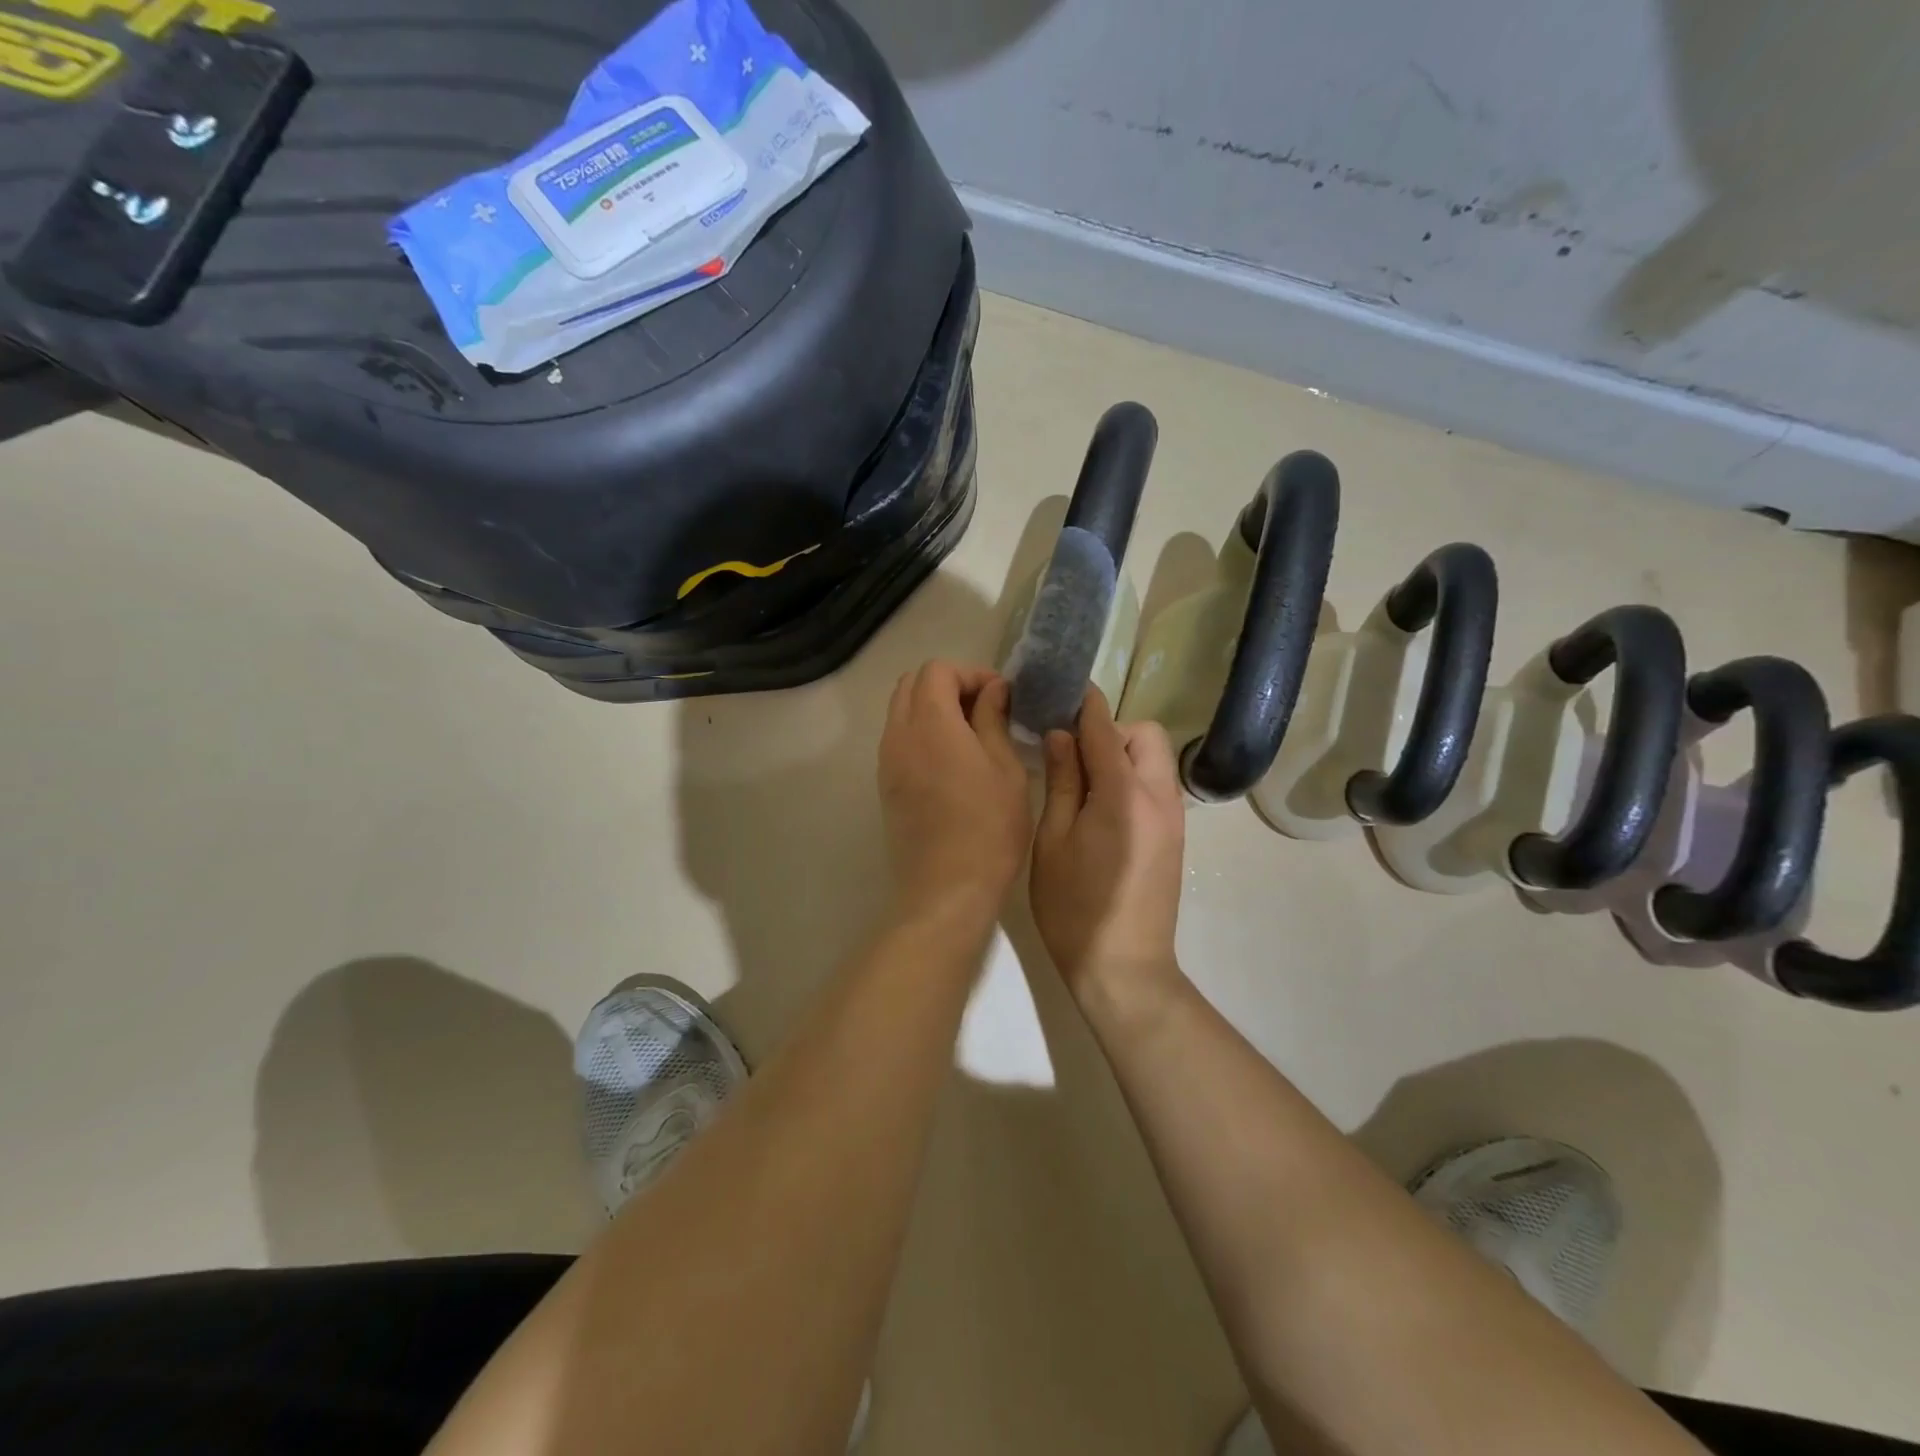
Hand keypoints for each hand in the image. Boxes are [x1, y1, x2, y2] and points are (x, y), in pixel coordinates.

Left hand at [878, 661, 1031, 925]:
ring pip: (901, 711)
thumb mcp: (1005, 768)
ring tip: (971, 733)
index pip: (937, 670)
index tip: (1001, 696)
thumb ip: (994, 719)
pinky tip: (953, 759)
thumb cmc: (989, 827)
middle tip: (985, 708)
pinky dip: (922, 733)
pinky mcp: (886, 785)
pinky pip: (899, 739)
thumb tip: (992, 689)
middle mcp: (899, 734)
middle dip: (948, 685)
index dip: (971, 673)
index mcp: (930, 723)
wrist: (947, 889)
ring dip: (933, 708)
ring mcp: (887, 761)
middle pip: (912, 684)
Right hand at [1030, 689, 1186, 1007]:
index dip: (1084, 705)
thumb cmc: (1074, 908)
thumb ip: (1062, 782)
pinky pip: (1157, 785)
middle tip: (1072, 757)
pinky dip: (1133, 778)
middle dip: (1110, 731)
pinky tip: (1103, 807)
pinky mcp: (1176, 836)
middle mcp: (1159, 797)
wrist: (1125, 968)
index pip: (1105, 729)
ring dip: (1123, 755)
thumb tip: (1060, 736)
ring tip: (1084, 782)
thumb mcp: (1052, 842)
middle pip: (1144, 735)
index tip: (1062, 690)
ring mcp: (1174, 818)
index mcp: (1123, 795)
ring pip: (1155, 758)